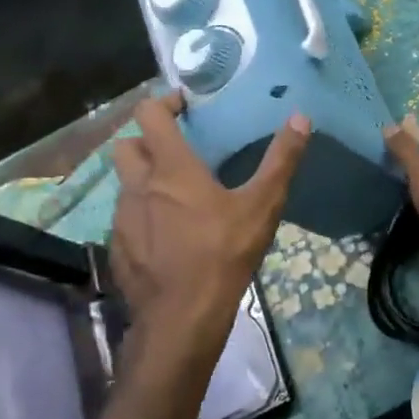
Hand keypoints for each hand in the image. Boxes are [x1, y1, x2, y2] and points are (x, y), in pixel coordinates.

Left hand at [110, 93, 309, 332]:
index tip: (184, 106)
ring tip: (175, 195)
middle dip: (146, 140)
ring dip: (144, 180)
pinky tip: (165, 235)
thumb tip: (301, 118)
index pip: (149, 115)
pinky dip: (141, 215)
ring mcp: (122, 218)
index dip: (163, 102)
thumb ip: (281, 160)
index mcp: (171, 168)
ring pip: (124, 185)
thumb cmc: (224, 254)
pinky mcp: (118, 248)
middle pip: (126, 146)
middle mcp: (138, 186)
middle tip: (176, 150)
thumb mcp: (262, 206)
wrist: (182, 317)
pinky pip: (124, 219)